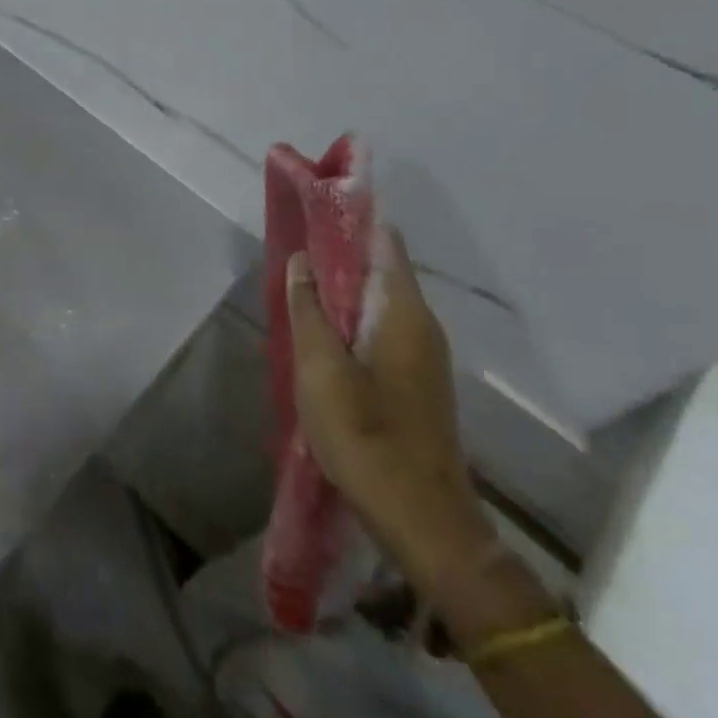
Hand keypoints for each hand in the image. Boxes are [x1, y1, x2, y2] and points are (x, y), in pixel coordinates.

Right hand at [286, 229, 497, 588]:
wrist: (422, 520)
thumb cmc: (366, 435)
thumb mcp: (321, 368)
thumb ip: (309, 309)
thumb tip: (302, 261)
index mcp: (404, 314)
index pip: (384, 243)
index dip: (352, 216)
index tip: (317, 197)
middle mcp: (421, 325)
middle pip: (382, 267)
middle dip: (340, 248)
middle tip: (294, 238)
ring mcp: (422, 355)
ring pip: (379, 299)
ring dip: (343, 284)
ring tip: (299, 279)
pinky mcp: (415, 379)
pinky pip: (381, 325)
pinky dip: (351, 313)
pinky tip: (320, 327)